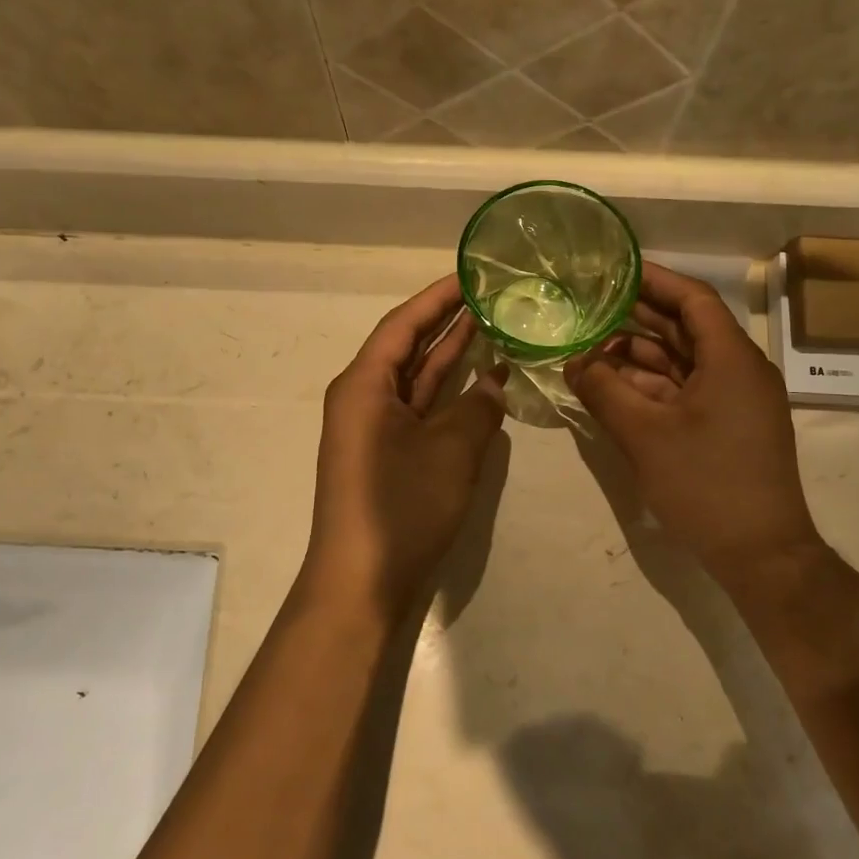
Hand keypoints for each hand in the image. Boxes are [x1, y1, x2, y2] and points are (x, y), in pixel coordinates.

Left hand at [307, 276, 507, 604]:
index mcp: (364, 386)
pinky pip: (421, 409)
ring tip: (491, 324)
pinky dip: (449, 394)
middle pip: (407, 347)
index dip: (437, 297)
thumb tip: (495, 382)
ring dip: (450, 355)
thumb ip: (479, 407)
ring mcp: (376, 429)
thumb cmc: (401, 508)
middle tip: (490, 294)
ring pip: (416, 379)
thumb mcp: (451, 451)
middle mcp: (364, 399)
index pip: (403, 325)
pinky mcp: (389, 455)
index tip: (471, 274)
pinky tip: (482, 381)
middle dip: (446, 321)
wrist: (363, 584)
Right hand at [565, 262, 822, 586]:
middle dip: (637, 319)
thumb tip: (574, 362)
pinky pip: (687, 391)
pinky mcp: (729, 427)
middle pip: (686, 329)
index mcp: (731, 359)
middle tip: (590, 309)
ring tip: (590, 352)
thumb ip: (604, 391)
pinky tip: (614, 388)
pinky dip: (652, 387)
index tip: (615, 270)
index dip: (654, 280)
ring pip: (683, 363)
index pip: (693, 300)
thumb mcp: (644, 435)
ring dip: (639, 357)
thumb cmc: (706, 485)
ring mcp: (736, 401)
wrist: (761, 554)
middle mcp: (740, 370)